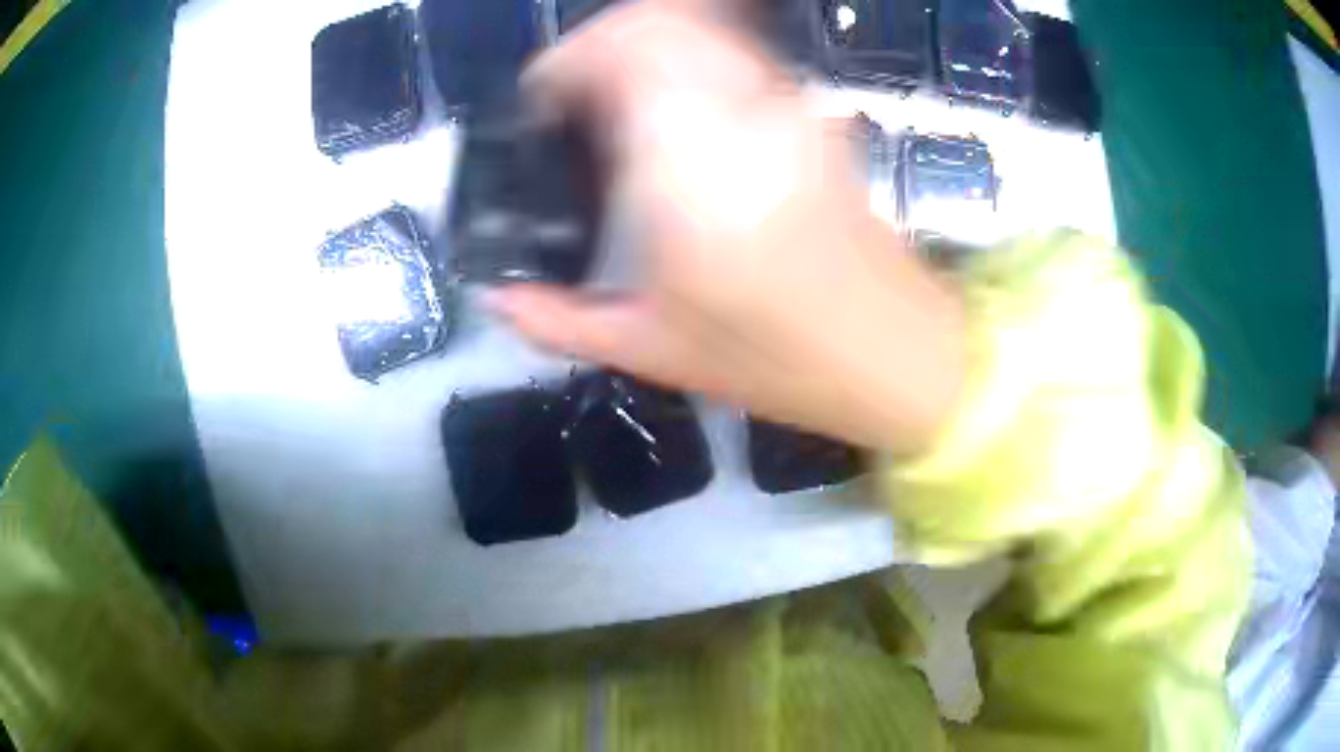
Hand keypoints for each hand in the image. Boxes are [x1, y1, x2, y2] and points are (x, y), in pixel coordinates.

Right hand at [490, 0, 964, 454]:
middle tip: (572, 98)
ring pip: (701, 24)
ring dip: (645, 43)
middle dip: (600, 43)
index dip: (564, 63)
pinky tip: (674, 107)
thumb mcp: (654, 351)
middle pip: (658, 19)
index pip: (617, 53)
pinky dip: (690, 56)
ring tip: (617, 100)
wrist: (895, 351)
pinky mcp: (811, 112)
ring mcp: (786, 104)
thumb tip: (496, 297)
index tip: (541, 103)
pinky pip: (737, 52)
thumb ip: (559, 320)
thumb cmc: (778, 360)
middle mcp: (741, 113)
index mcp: (690, 168)